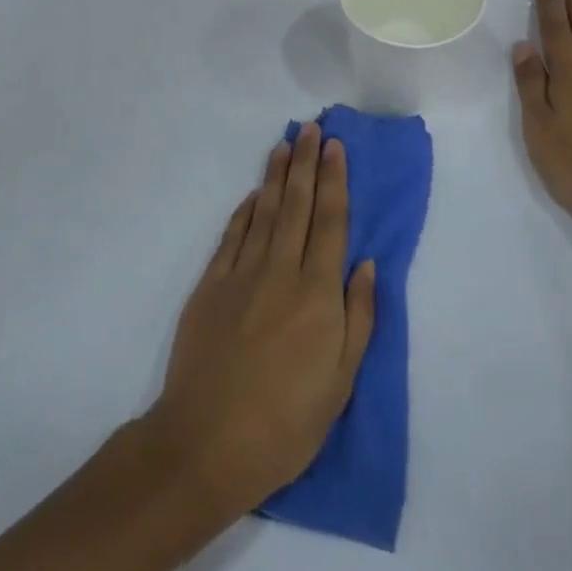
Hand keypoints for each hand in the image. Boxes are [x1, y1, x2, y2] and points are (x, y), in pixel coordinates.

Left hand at [145, 123, 375, 519]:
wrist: (206, 443)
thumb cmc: (285, 422)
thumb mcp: (340, 383)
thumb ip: (358, 317)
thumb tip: (366, 264)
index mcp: (317, 293)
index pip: (330, 222)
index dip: (334, 180)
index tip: (336, 147)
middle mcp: (280, 271)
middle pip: (297, 205)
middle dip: (307, 163)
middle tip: (313, 127)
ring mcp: (241, 274)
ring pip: (265, 212)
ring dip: (277, 176)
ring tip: (286, 144)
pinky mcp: (211, 285)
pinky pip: (232, 236)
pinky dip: (245, 210)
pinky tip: (254, 194)